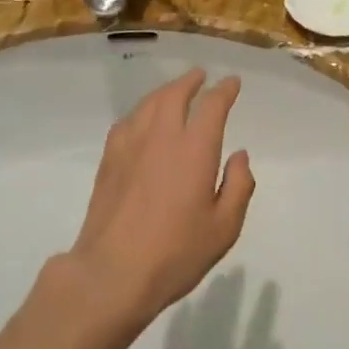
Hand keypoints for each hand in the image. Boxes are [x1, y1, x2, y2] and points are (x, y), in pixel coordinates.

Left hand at [65, 69, 254, 326]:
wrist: (111, 273)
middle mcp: (162, 136)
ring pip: (149, 103)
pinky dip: (141, 111)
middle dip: (191, 81)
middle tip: (200, 76)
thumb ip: (238, 186)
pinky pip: (128, 121)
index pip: (212, 105)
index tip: (232, 83)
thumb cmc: (175, 253)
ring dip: (166, 91)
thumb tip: (239, 155)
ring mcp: (131, 144)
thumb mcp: (223, 228)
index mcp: (195, 148)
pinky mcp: (109, 159)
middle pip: (175, 94)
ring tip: (174, 91)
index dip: (224, 90)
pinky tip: (142, 120)